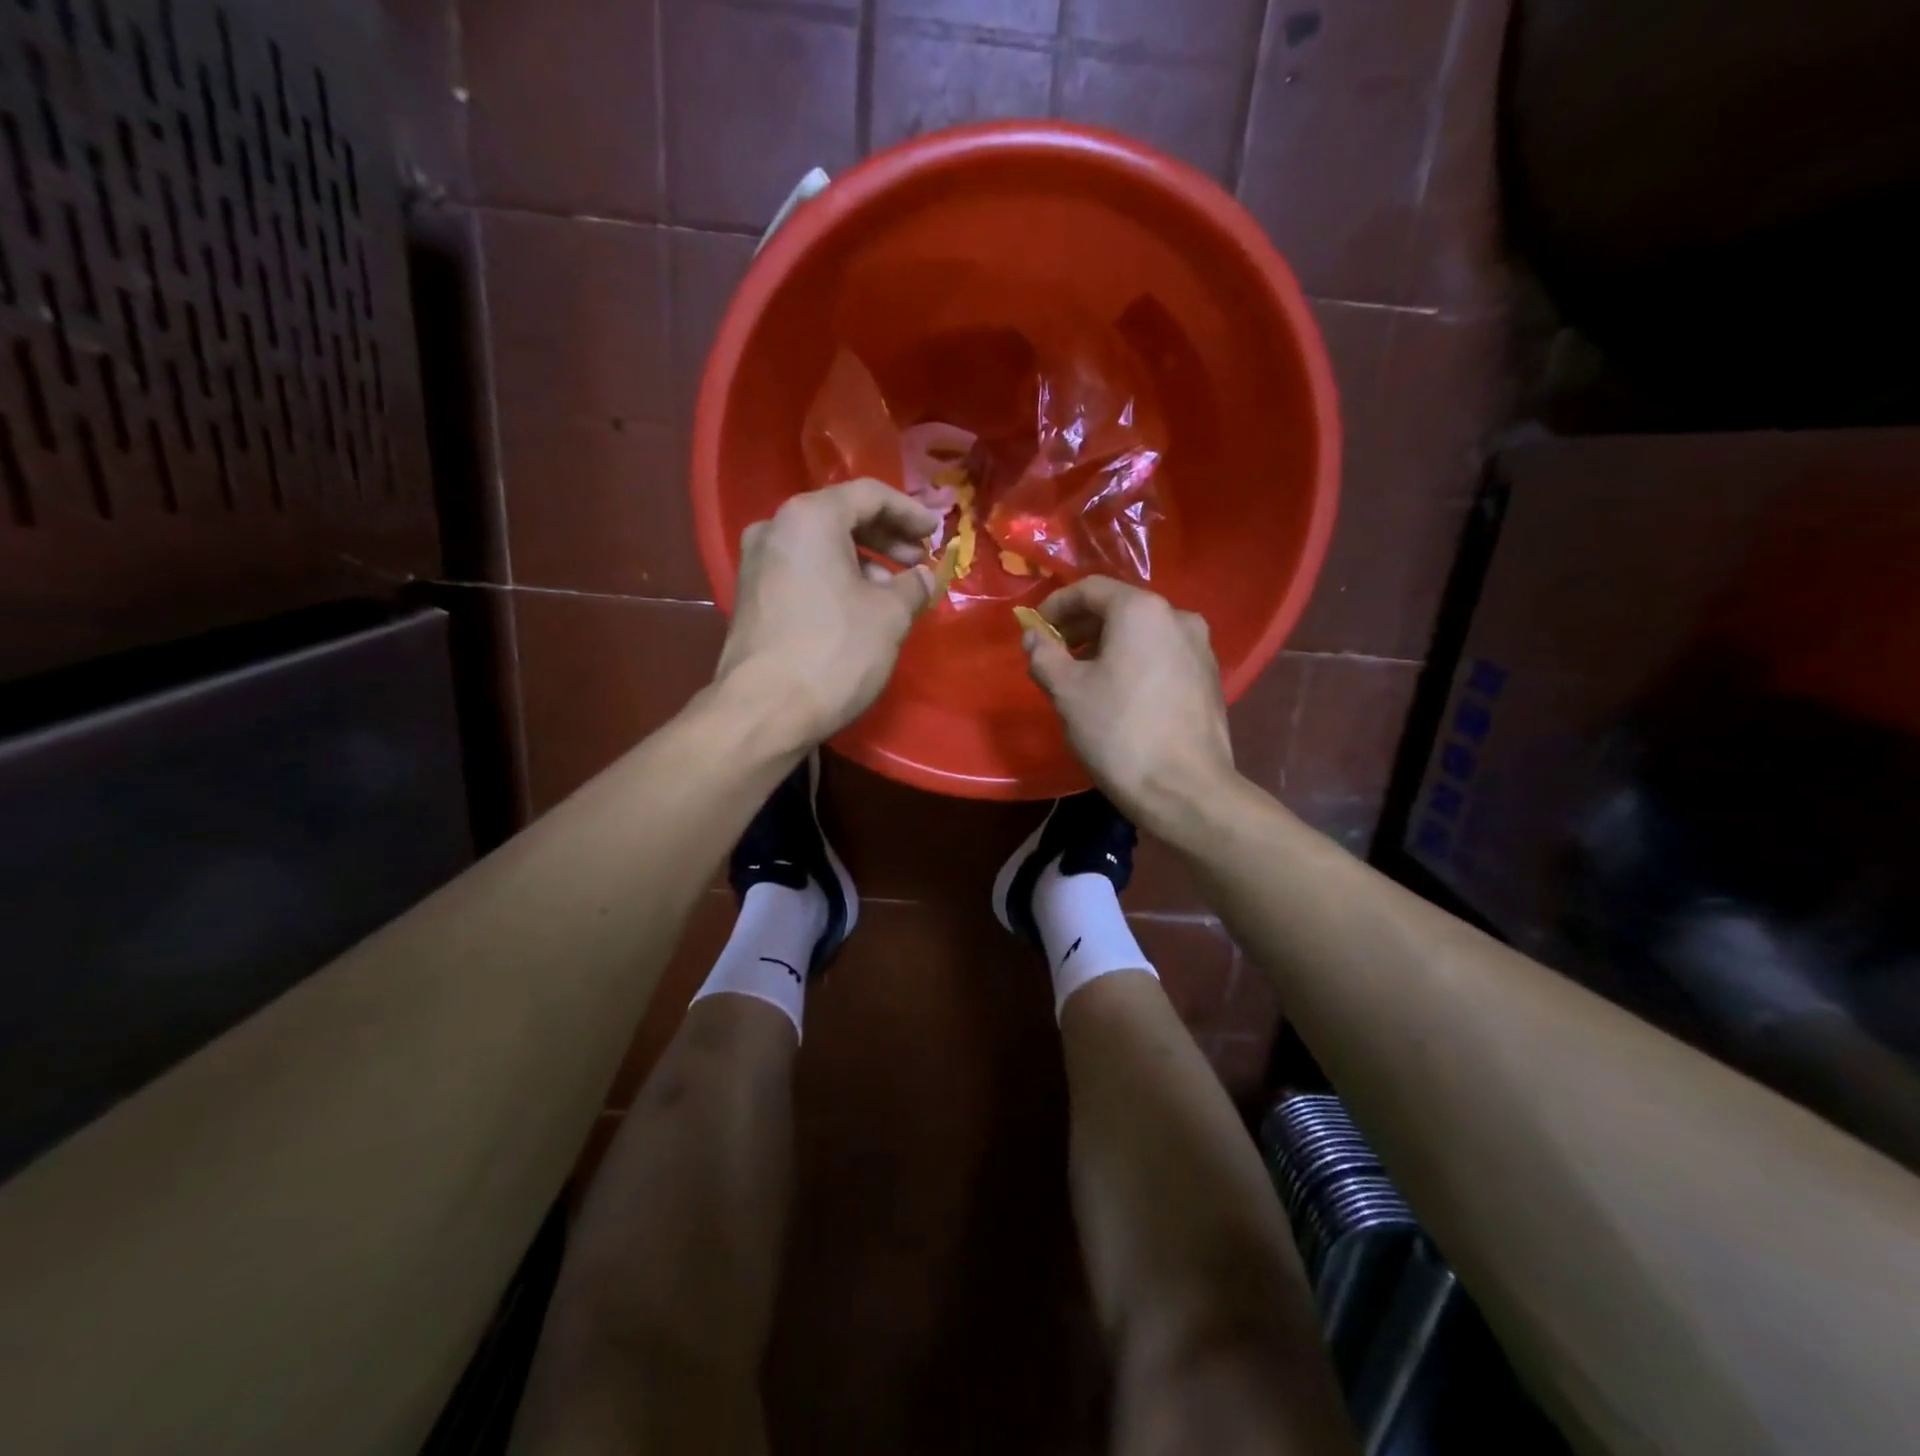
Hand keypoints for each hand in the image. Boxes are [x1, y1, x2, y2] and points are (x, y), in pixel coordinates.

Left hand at [716, 478, 940, 746]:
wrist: (764, 711)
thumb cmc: (834, 652)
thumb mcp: (889, 616)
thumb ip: (913, 586)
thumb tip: (924, 577)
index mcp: (809, 518)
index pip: (868, 495)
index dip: (909, 512)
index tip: (935, 533)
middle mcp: (775, 529)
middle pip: (841, 518)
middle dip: (886, 538)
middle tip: (918, 562)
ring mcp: (756, 564)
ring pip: (821, 548)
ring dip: (863, 563)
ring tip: (895, 592)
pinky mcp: (751, 597)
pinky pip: (803, 572)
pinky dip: (836, 580)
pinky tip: (860, 608)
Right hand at [1023, 576, 1237, 825]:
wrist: (1186, 790)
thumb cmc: (1119, 733)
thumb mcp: (1067, 692)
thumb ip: (1044, 655)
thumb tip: (1034, 637)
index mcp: (1142, 611)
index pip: (1091, 589)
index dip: (1057, 605)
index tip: (1036, 630)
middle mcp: (1178, 617)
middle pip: (1120, 608)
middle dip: (1083, 627)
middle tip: (1056, 655)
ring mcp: (1200, 648)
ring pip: (1144, 634)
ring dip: (1109, 646)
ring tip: (1084, 677)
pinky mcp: (1210, 678)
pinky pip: (1163, 656)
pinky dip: (1135, 662)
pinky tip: (1120, 695)